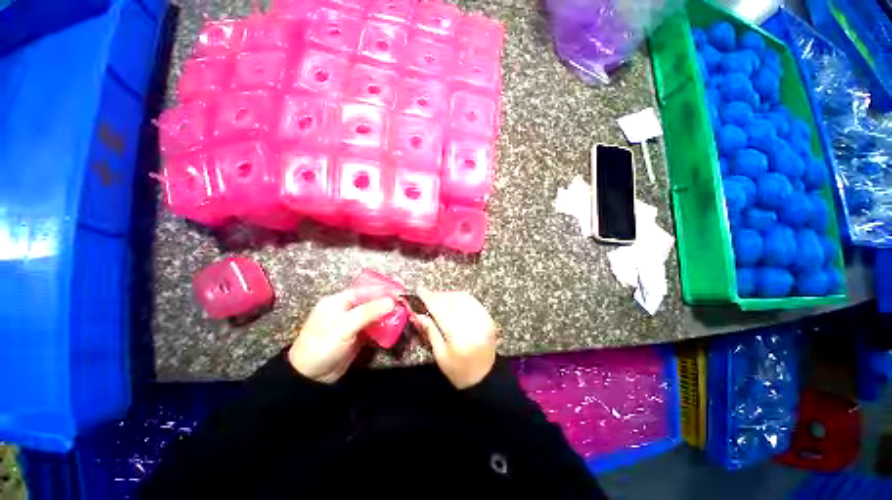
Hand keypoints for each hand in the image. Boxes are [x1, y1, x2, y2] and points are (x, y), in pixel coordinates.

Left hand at [288, 291, 394, 383]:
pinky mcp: (357, 335)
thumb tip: (391, 301)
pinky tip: (394, 325)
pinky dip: (383, 325)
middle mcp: (346, 309)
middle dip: (387, 301)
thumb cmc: (322, 347)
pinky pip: (373, 326)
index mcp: (337, 301)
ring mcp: (352, 323)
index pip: (364, 290)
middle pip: (370, 301)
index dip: (382, 290)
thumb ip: (367, 312)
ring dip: (387, 314)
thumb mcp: (343, 328)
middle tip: (404, 302)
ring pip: (373, 314)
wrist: (310, 379)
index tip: (399, 292)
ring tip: (403, 312)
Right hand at [410, 290, 497, 388]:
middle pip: (452, 300)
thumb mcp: (440, 355)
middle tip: (427, 297)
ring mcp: (482, 318)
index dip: (429, 298)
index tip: (419, 290)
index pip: (441, 310)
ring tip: (438, 299)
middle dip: (438, 296)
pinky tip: (453, 301)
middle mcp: (472, 322)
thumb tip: (418, 315)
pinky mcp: (487, 317)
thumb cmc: (459, 371)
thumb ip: (430, 331)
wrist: (486, 377)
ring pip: (462, 297)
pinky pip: (472, 300)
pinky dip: (460, 298)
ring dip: (448, 295)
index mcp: (458, 335)